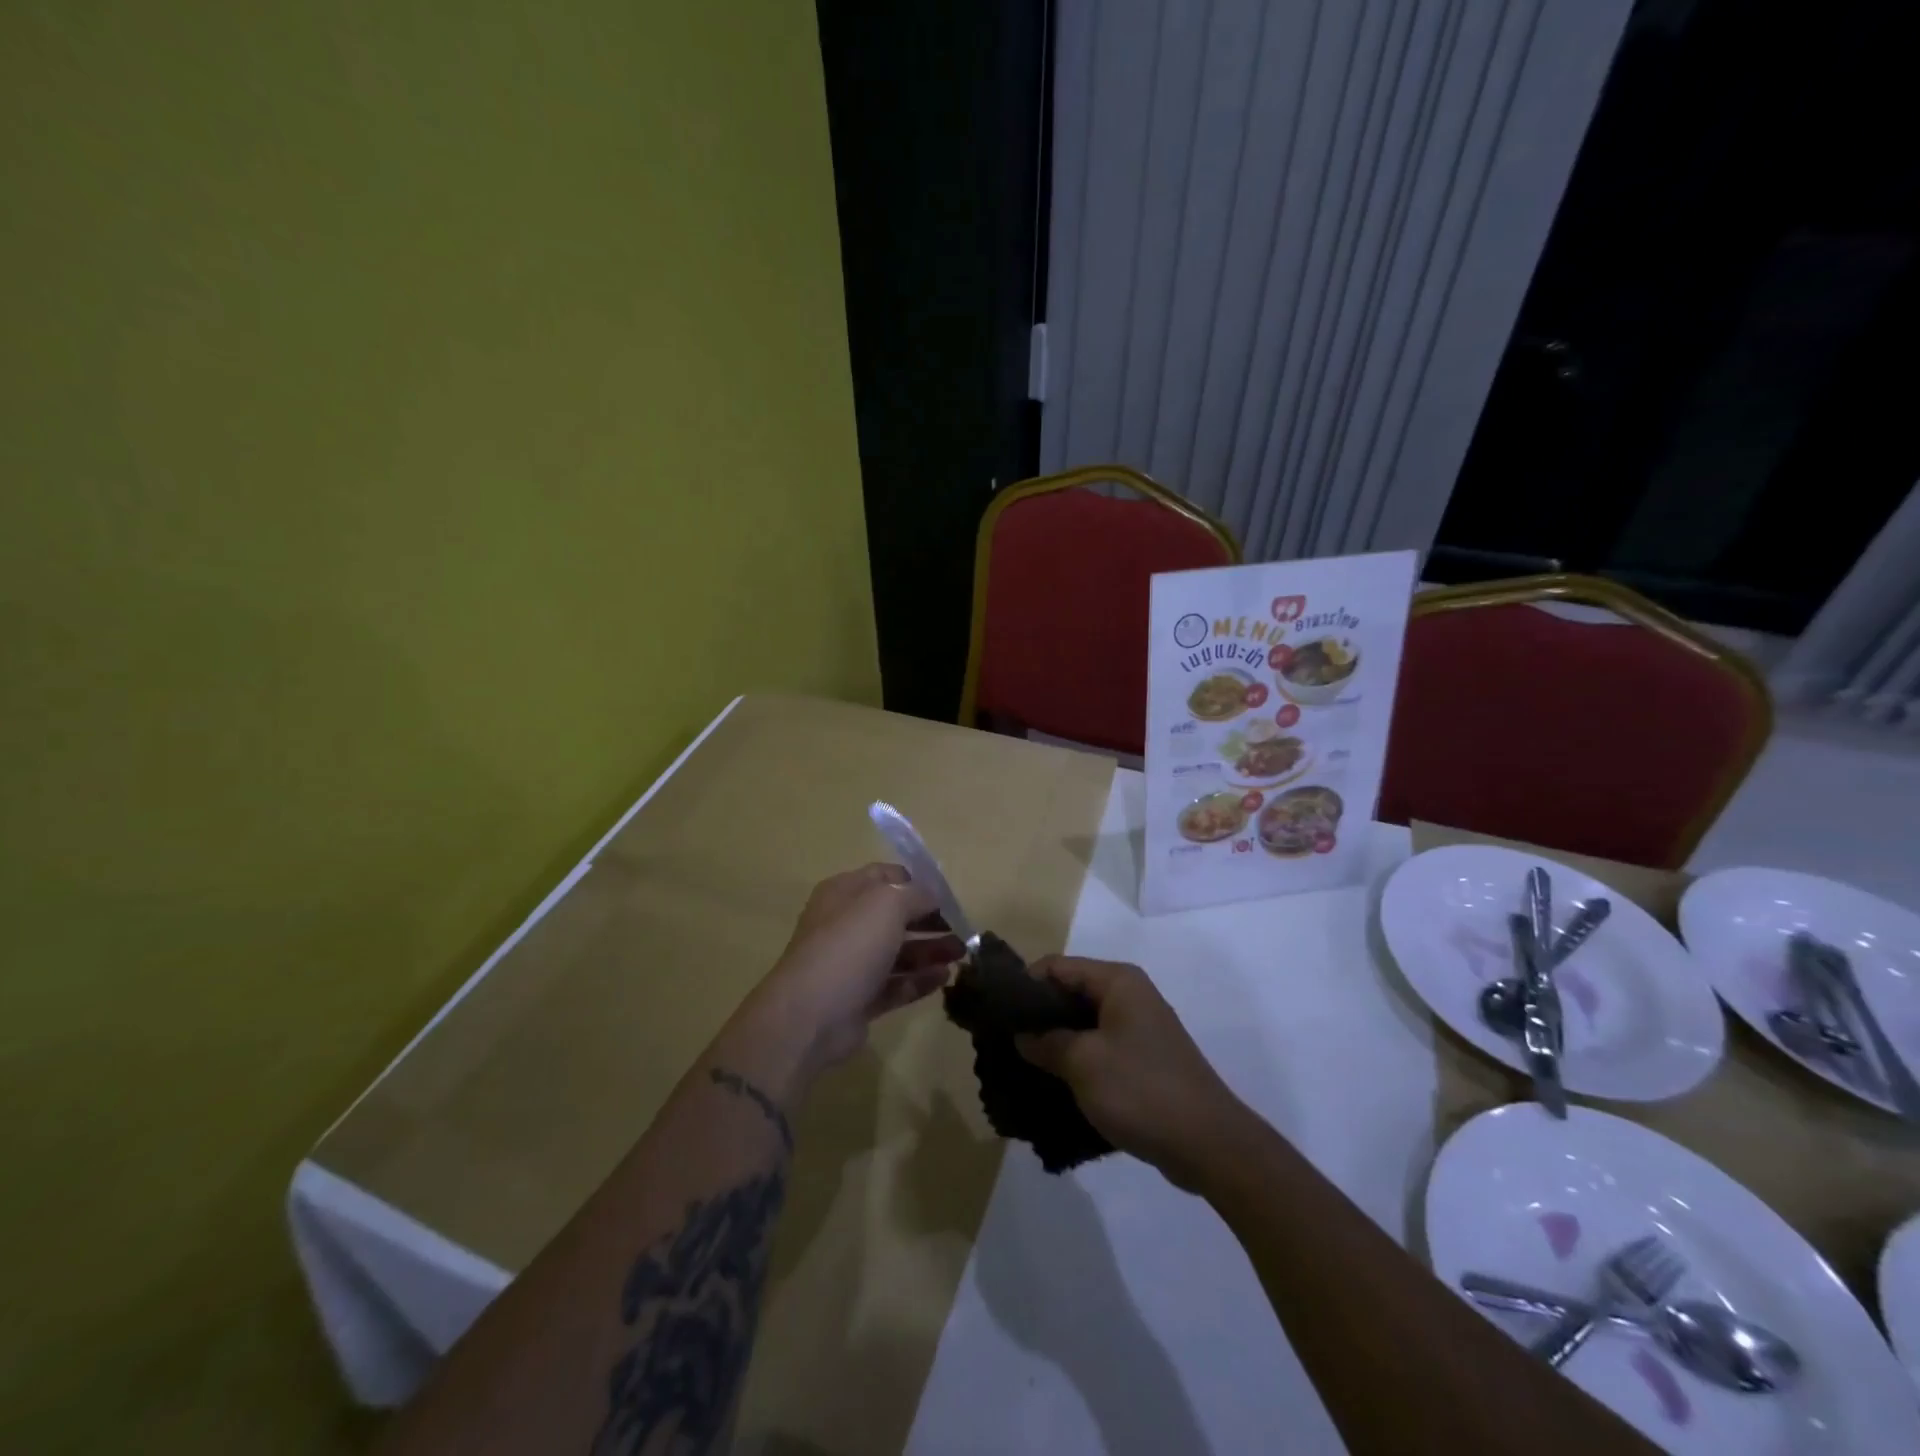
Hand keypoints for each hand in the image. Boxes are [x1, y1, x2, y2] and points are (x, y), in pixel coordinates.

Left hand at [747, 864, 963, 1077]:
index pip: (886, 877)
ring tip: (961, 955)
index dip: (918, 883)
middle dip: (930, 920)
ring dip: (930, 951)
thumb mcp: (888, 904)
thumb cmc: (849, 946)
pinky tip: (945, 978)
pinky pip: (895, 984)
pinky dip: (919, 980)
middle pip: (895, 916)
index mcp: (845, 893)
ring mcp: (851, 964)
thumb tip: (932, 897)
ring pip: (898, 952)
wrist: (810, 1016)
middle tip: (962, 929)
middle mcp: (846, 924)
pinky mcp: (859, 999)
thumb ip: (916, 895)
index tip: (949, 897)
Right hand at [1016, 957, 1248, 1190]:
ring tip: (1022, 1066)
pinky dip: (1076, 1061)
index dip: (1024, 985)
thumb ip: (1046, 1042)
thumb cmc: (1141, 1090)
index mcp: (1118, 981)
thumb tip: (1022, 1034)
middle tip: (1004, 1042)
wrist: (1209, 1145)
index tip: (997, 1013)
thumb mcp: (1083, 1063)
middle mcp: (1130, 996)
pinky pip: (1099, 1049)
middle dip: (1037, 1016)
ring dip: (1054, 1042)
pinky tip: (1053, 1085)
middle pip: (1070, 993)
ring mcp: (1139, 1030)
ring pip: (1083, 1024)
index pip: (1057, 966)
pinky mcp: (1143, 1061)